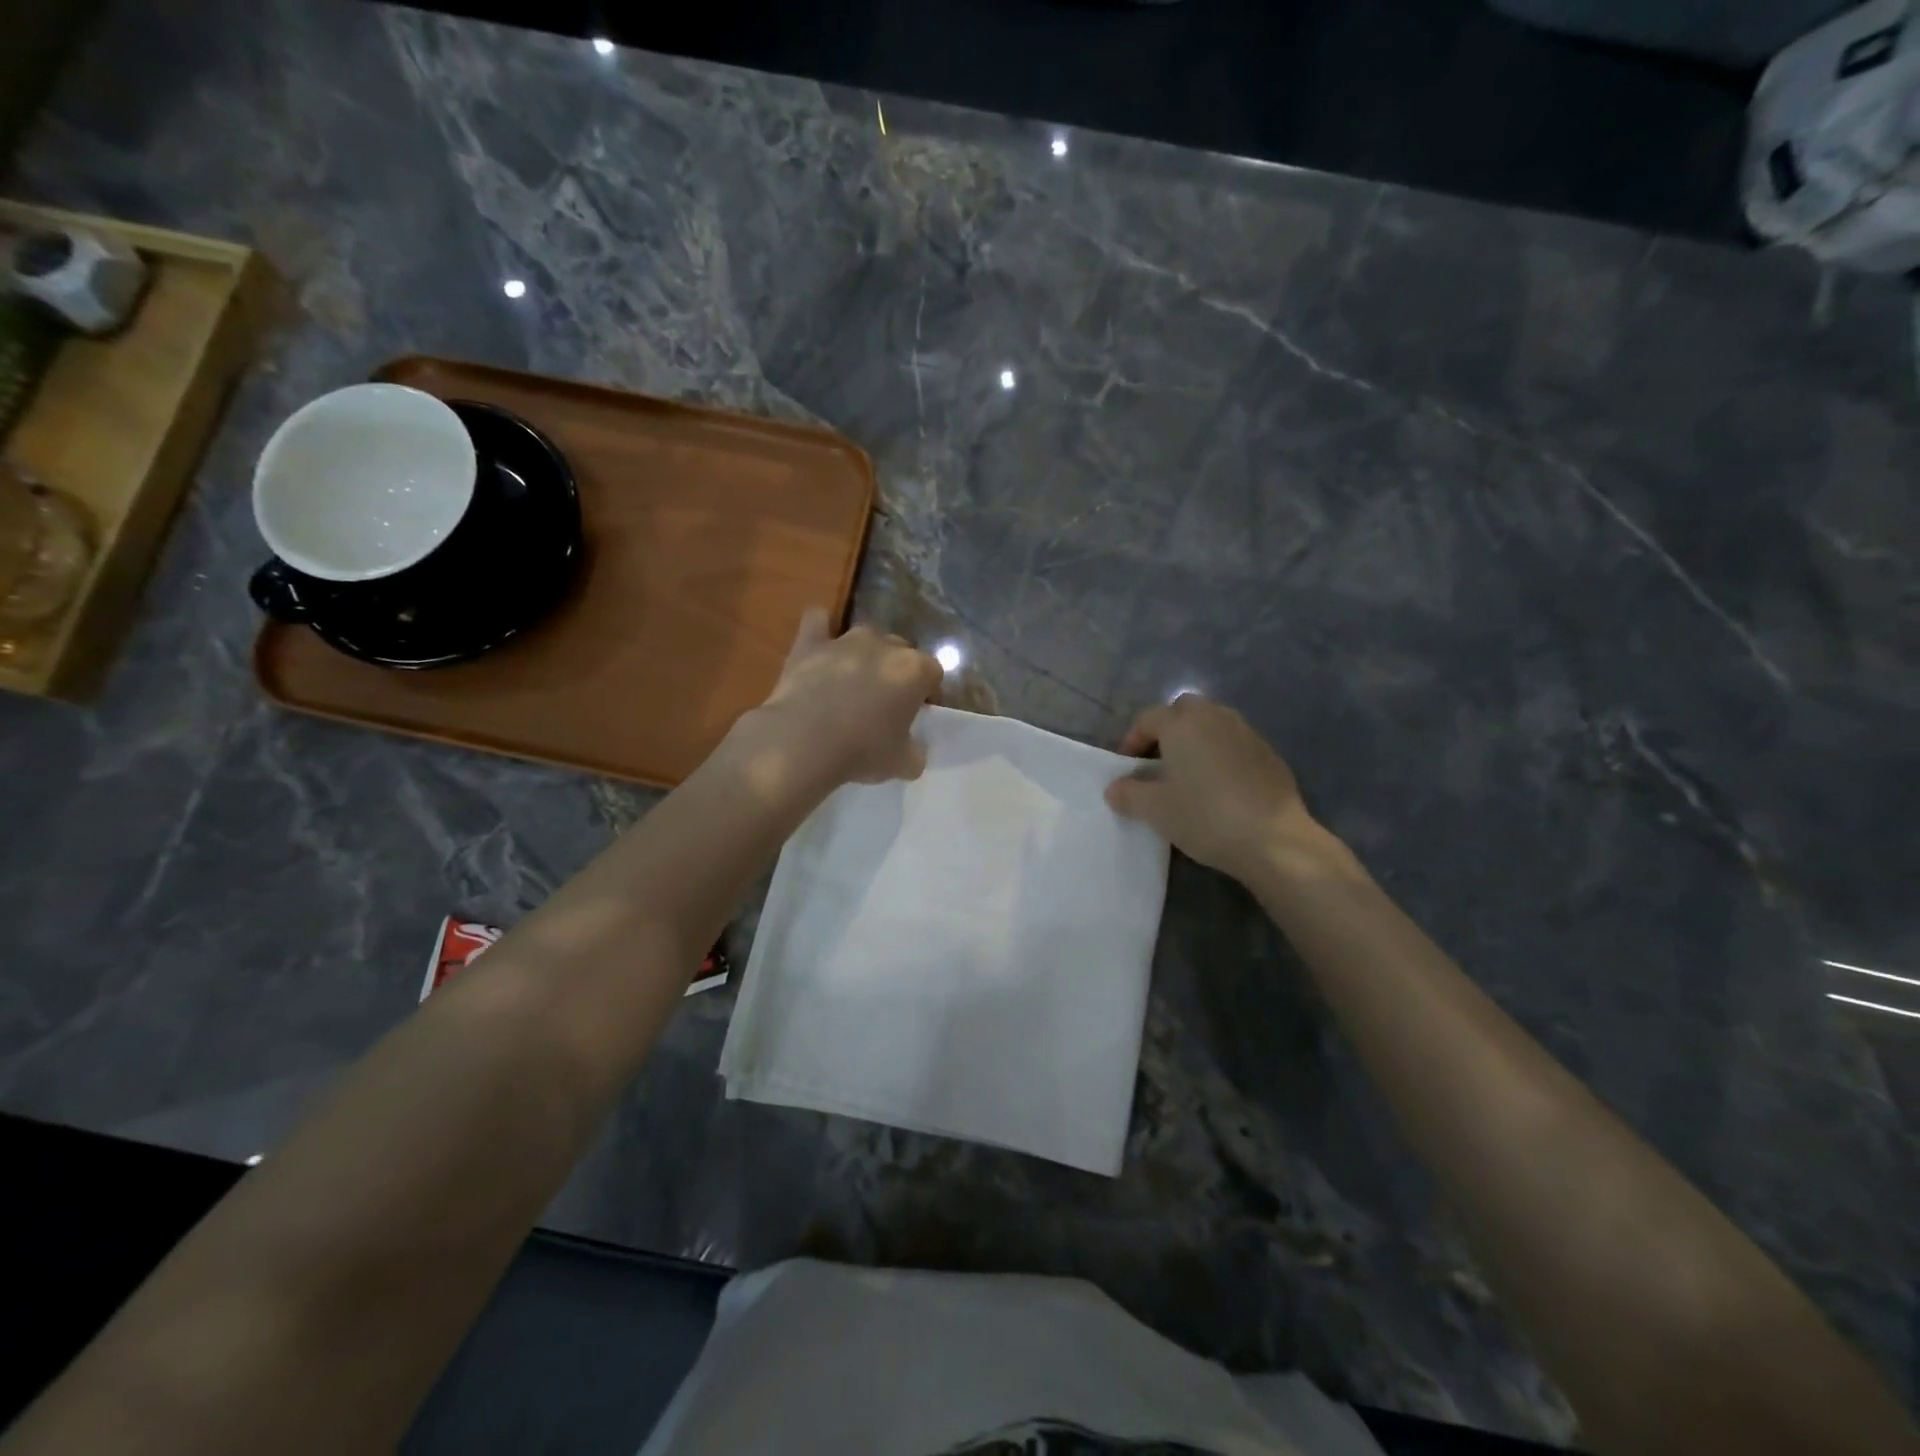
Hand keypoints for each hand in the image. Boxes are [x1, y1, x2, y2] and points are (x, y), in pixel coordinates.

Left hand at [741, 608, 941, 789]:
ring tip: (853, 682)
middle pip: (901, 651)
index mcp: (915, 670)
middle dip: (897, 671)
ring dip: (866, 654)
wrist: (804, 742)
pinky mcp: (810, 643)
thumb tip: (914, 748)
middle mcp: (885, 645)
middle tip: (884, 703)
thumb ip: (916, 752)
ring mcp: (846, 640)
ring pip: (866, 636)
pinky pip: (818, 621)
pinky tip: (820, 647)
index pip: (933, 673)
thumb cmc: (863, 751)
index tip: (916, 714)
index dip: (927, 693)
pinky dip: (821, 630)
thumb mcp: (904, 764)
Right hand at [1105, 694, 1326, 882]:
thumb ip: (1128, 794)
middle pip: (1184, 710)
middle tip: (1158, 762)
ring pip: (1213, 724)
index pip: (1148, 719)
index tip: (1126, 768)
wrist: (1274, 840)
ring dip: (1197, 740)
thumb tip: (1115, 788)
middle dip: (1167, 729)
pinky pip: (1235, 744)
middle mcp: (1215, 717)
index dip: (1132, 740)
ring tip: (1189, 773)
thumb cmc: (1205, 817)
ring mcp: (1247, 733)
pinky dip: (1222, 755)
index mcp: (1182, 724)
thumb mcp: (1155, 810)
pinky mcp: (1269, 754)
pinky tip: (1221, 787)